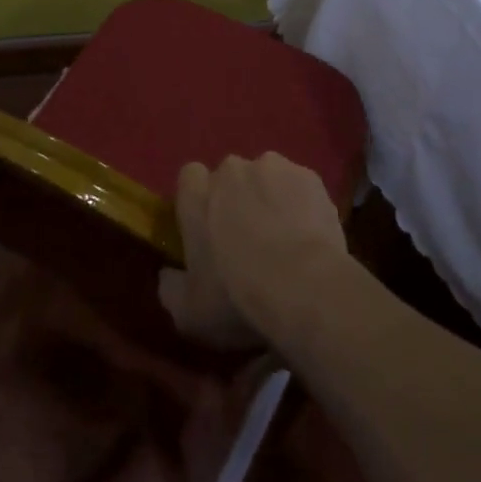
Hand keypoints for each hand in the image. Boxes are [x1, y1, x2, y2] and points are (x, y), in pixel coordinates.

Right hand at [157, 153, 348, 349]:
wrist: (306, 288)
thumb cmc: (238, 299)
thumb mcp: (189, 313)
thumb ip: (171, 287)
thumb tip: (169, 274)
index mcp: (196, 195)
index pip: (189, 177)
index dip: (199, 200)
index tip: (207, 228)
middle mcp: (231, 170)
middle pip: (230, 177)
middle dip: (236, 199)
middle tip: (248, 238)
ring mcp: (274, 168)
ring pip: (267, 178)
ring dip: (270, 198)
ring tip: (285, 237)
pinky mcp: (311, 177)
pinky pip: (300, 187)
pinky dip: (302, 204)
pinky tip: (311, 235)